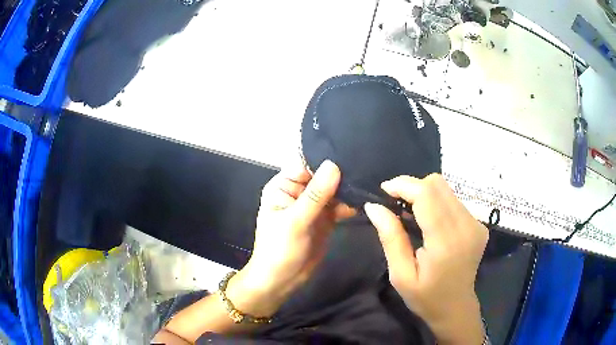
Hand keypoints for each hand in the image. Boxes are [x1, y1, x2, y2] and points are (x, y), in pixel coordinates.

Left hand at [228, 160, 354, 316]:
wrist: (282, 280)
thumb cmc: (279, 249)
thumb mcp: (295, 221)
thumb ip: (316, 195)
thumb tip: (333, 165)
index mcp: (284, 186)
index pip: (306, 164)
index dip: (326, 160)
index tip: (351, 155)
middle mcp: (299, 192)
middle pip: (323, 176)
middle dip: (342, 174)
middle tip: (368, 168)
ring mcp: (313, 206)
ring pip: (334, 191)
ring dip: (349, 190)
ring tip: (370, 184)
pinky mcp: (325, 219)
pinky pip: (339, 206)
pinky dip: (350, 205)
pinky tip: (365, 202)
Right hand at [364, 174, 487, 343]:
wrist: (456, 308)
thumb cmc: (425, 298)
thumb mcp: (400, 275)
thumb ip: (391, 238)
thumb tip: (374, 207)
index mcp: (446, 242)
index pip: (427, 194)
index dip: (404, 185)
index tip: (384, 191)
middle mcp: (466, 226)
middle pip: (438, 184)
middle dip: (412, 187)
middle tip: (395, 204)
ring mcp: (476, 224)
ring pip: (446, 189)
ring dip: (424, 194)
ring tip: (411, 214)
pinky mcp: (479, 224)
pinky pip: (454, 200)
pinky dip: (437, 203)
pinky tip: (429, 222)